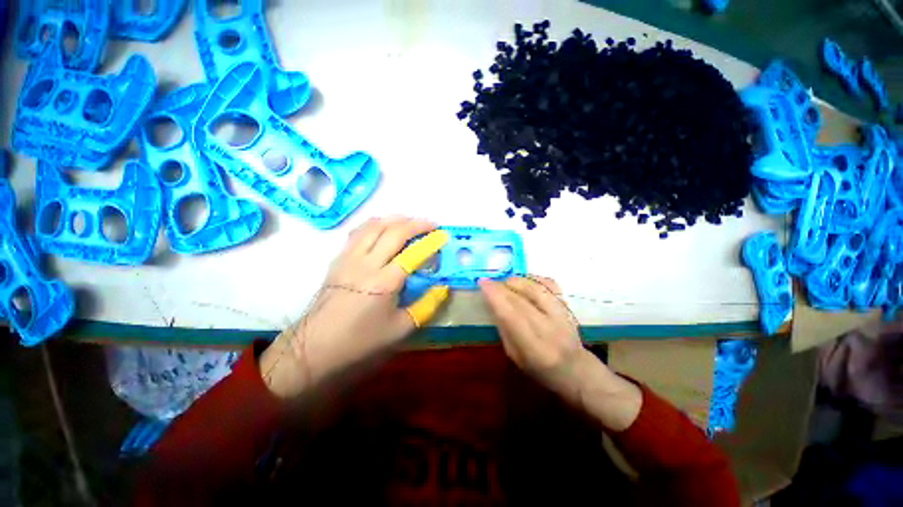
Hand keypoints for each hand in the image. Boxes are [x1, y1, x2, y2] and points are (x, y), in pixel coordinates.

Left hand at [260, 217, 449, 397]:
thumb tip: (443, 287)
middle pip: (394, 232)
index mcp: (385, 282)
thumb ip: (427, 306)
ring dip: (395, 219)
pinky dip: (374, 224)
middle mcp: (367, 263)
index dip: (431, 242)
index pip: (413, 253)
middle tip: (431, 224)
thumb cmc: (361, 340)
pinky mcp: (339, 259)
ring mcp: (350, 258)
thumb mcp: (401, 328)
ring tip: (410, 221)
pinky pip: (358, 232)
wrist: (315, 346)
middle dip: (416, 223)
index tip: (443, 235)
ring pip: (374, 226)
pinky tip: (382, 226)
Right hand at [480, 276, 641, 430]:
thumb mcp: (515, 356)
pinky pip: (550, 284)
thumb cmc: (539, 368)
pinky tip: (525, 281)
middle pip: (521, 298)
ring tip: (506, 283)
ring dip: (517, 280)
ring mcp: (563, 315)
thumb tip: (494, 302)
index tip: (482, 283)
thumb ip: (504, 328)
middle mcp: (550, 328)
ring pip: (536, 287)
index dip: (495, 296)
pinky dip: (535, 279)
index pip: (511, 314)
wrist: (575, 369)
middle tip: (489, 282)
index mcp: (534, 347)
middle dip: (501, 286)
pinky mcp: (568, 306)